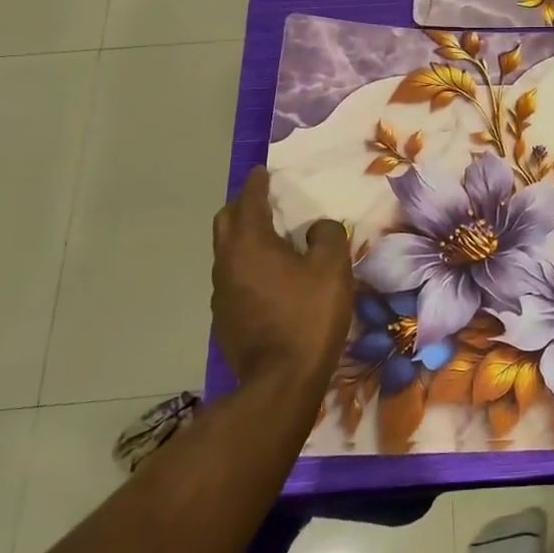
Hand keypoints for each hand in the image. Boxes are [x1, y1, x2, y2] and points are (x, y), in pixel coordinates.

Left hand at [211, 167, 353, 395]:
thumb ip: (327, 236)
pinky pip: (233, 278)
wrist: (280, 382)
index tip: (262, 171)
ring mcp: (221, 293)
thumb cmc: (308, 316)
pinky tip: (270, 279)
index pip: (248, 201)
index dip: (257, 183)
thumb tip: (316, 228)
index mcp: (250, 244)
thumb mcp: (332, 269)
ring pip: (227, 252)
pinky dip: (247, 266)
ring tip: (271, 240)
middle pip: (226, 222)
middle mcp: (227, 263)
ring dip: (244, 239)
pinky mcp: (224, 318)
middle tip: (265, 202)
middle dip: (242, 206)